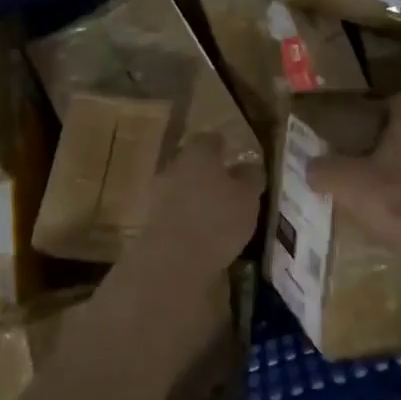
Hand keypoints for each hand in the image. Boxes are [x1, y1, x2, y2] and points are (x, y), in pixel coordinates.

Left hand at [133, 133, 263, 272]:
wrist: (173, 260)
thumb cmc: (218, 220)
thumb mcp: (248, 198)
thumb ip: (250, 177)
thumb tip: (249, 165)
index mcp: (198, 153)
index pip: (209, 139)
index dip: (221, 145)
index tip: (231, 152)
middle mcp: (174, 166)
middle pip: (191, 162)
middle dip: (206, 171)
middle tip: (225, 184)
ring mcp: (158, 193)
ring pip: (180, 186)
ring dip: (194, 194)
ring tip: (214, 211)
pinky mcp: (150, 219)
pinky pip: (172, 210)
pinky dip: (184, 215)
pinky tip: (198, 230)